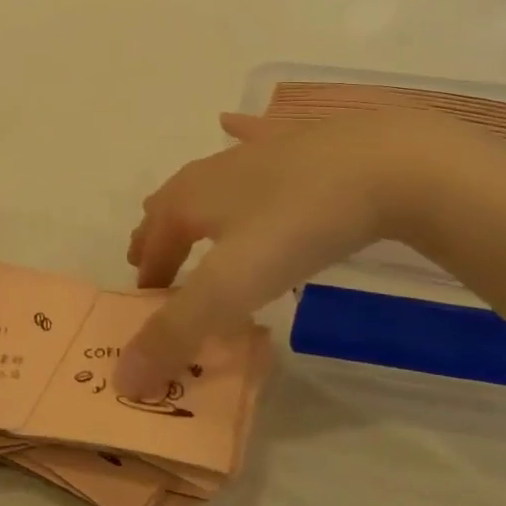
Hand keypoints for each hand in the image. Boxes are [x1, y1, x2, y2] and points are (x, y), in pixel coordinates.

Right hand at [118, 110, 505, 397]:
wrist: (383, 165)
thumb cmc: (297, 227)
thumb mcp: (232, 288)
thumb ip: (176, 332)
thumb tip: (122, 380)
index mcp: (188, 202)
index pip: (152, 246)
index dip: (147, 278)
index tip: (148, 305)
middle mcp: (211, 172)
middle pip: (168, 206)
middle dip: (156, 235)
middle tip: (152, 260)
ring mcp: (255, 151)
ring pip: (204, 177)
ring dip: (187, 200)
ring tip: (183, 214)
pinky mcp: (296, 139)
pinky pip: (252, 134)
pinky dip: (235, 134)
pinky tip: (232, 125)